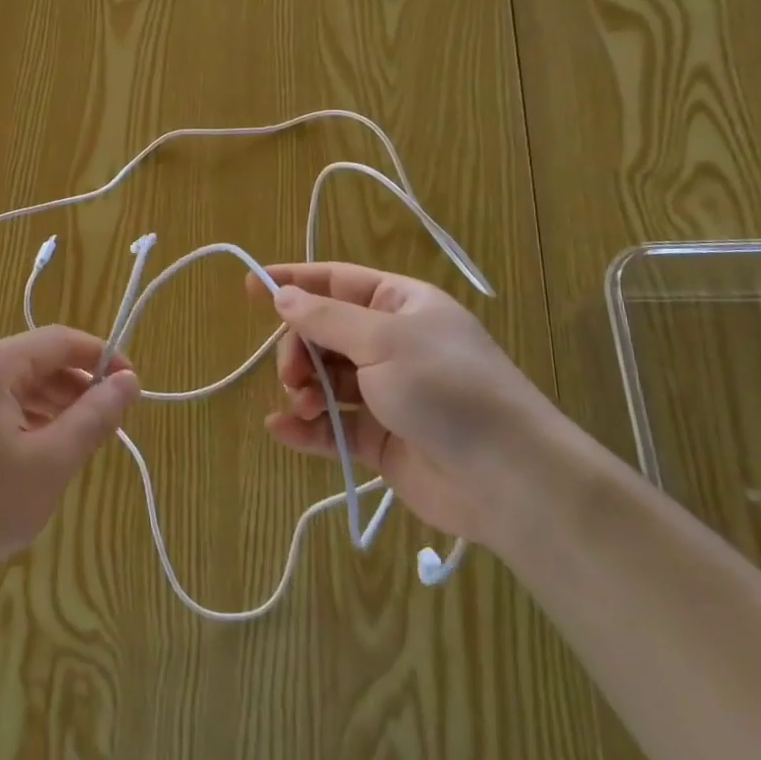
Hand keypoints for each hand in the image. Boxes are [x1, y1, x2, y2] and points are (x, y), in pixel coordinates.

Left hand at [0, 327, 138, 590]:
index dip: (102, 357)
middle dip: (77, 386)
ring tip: (80, 442)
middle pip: (37, 360)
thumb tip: (129, 381)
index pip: (59, 341)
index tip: (133, 387)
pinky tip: (41, 452)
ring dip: (54, 405)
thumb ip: (94, 417)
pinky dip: (26, 419)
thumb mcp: (50, 462)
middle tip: (109, 424)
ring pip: (17, 384)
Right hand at [249, 262, 565, 541]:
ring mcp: (387, 392)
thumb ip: (325, 318)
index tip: (251, 286)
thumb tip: (281, 294)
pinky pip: (334, 425)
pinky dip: (307, 427)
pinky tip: (282, 429)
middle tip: (291, 374)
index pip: (338, 281)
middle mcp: (393, 343)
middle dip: (298, 349)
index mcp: (402, 305)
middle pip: (324, 333)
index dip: (295, 281)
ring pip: (325, 380)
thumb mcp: (382, 340)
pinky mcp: (381, 438)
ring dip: (303, 389)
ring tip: (302, 405)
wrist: (509, 479)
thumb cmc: (446, 387)